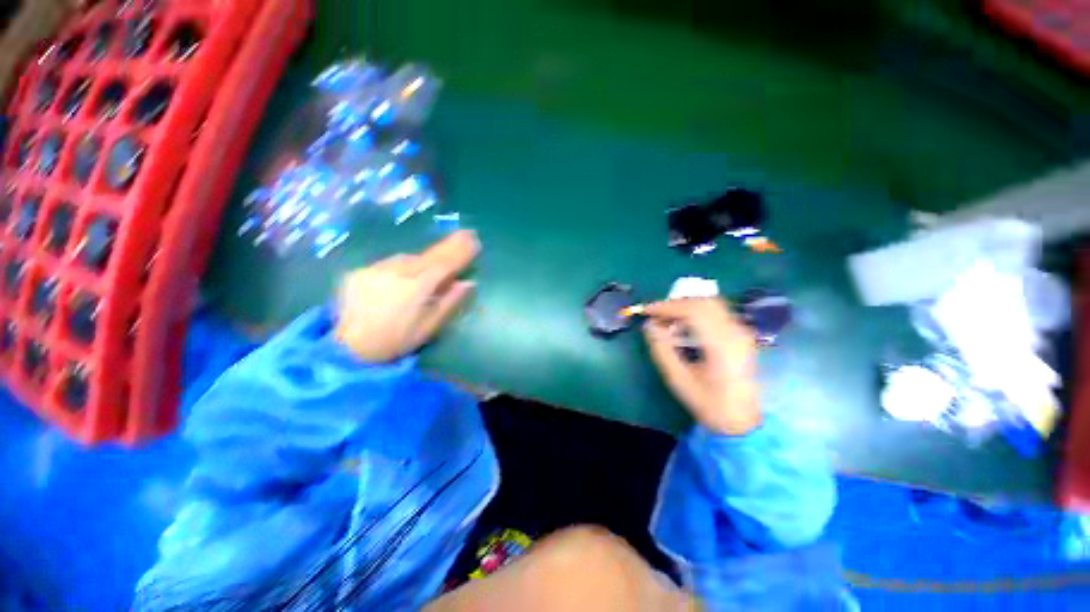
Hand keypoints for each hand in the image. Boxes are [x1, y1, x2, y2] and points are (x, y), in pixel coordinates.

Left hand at [335, 230, 479, 361]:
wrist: (348, 349)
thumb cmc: (396, 340)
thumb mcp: (429, 327)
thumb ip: (450, 302)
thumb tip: (468, 283)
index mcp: (417, 287)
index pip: (445, 263)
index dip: (461, 251)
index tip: (474, 239)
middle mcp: (397, 272)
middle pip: (429, 255)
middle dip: (449, 245)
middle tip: (464, 234)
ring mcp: (376, 269)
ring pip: (408, 258)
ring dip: (423, 260)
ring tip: (430, 267)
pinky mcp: (360, 271)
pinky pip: (389, 264)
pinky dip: (401, 267)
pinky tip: (401, 278)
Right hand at [642, 298, 760, 434]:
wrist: (742, 421)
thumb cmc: (709, 403)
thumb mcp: (679, 380)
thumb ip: (662, 350)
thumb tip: (649, 326)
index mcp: (722, 345)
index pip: (693, 311)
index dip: (667, 307)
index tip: (647, 311)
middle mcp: (736, 333)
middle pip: (704, 302)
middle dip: (676, 304)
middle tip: (656, 315)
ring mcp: (742, 332)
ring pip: (711, 304)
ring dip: (686, 306)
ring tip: (667, 319)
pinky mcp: (741, 335)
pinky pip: (716, 312)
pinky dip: (696, 312)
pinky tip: (684, 325)